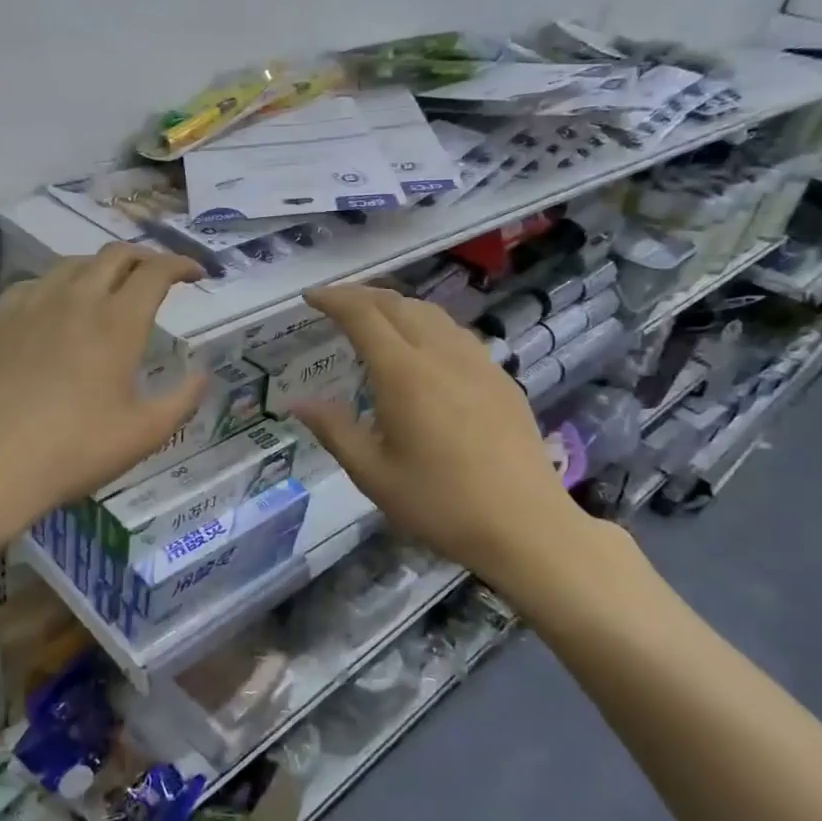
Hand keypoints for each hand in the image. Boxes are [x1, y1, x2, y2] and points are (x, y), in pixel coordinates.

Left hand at [0, 244, 208, 528]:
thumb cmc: (77, 449)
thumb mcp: (145, 433)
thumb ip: (183, 399)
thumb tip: (203, 374)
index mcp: (118, 322)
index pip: (156, 272)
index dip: (181, 265)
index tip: (196, 274)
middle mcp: (77, 299)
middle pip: (116, 255)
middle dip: (145, 258)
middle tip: (159, 276)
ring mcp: (33, 304)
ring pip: (74, 264)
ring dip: (103, 268)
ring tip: (111, 289)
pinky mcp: (0, 318)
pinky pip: (36, 283)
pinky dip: (61, 285)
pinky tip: (59, 307)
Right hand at [292, 284, 607, 586]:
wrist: (524, 525)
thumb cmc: (439, 504)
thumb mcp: (372, 474)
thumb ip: (333, 430)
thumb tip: (297, 402)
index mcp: (404, 374)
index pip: (363, 315)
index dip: (334, 299)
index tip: (310, 297)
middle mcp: (441, 354)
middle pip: (398, 304)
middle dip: (362, 295)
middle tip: (336, 304)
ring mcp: (477, 362)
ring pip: (432, 314)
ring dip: (397, 306)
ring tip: (376, 320)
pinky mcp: (500, 378)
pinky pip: (456, 334)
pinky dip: (427, 325)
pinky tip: (424, 349)